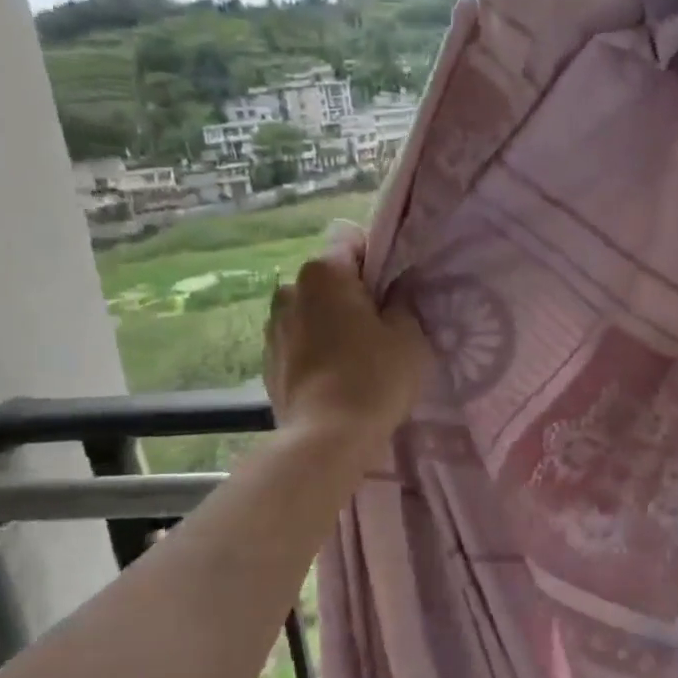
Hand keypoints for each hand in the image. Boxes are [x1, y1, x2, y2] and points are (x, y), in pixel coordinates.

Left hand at [264, 228, 429, 458]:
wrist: (327, 439)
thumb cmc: (374, 377)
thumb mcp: (409, 335)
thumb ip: (403, 301)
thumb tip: (396, 288)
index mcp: (324, 273)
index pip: (350, 238)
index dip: (375, 255)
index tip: (391, 287)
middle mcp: (290, 290)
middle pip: (329, 277)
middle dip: (352, 293)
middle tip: (381, 326)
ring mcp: (273, 327)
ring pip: (312, 310)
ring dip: (331, 322)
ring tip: (356, 356)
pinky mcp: (268, 362)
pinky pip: (299, 341)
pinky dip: (316, 349)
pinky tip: (336, 377)